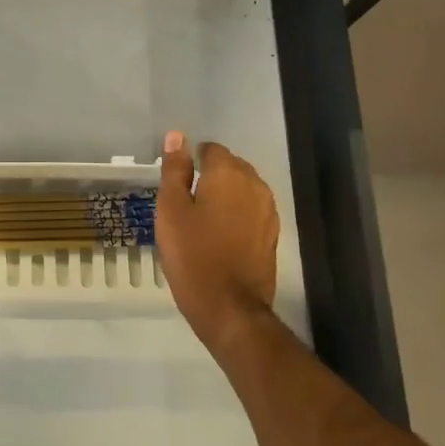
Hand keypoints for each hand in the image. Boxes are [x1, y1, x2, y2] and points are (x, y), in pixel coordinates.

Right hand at [155, 131, 279, 361]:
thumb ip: (174, 170)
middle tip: (187, 201)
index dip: (192, 161)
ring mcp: (268, 211)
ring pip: (243, 188)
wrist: (230, 309)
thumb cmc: (193, 255)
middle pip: (231, 166)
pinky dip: (237, 214)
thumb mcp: (171, 210)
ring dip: (225, 195)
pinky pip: (252, 210)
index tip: (178, 183)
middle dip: (211, 176)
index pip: (211, 150)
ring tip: (203, 218)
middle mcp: (254, 185)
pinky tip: (221, 234)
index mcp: (228, 174)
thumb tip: (177, 136)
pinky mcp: (272, 234)